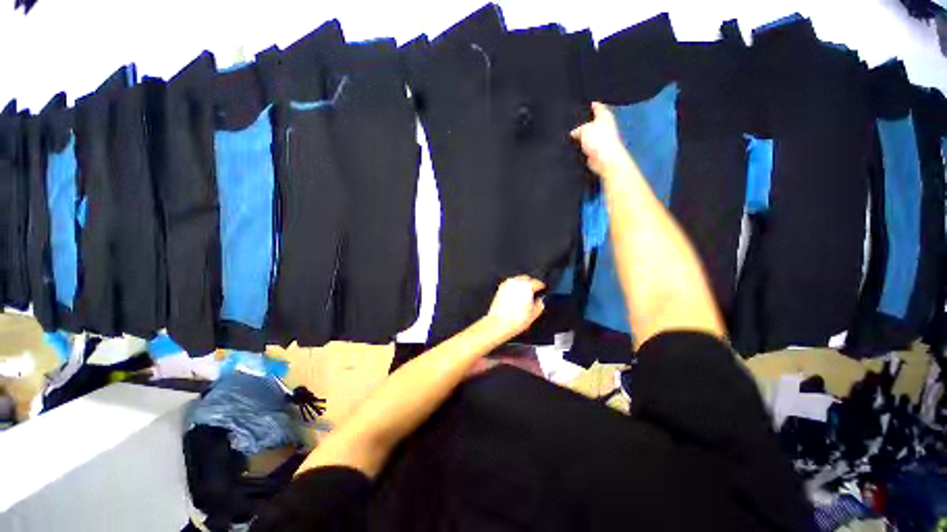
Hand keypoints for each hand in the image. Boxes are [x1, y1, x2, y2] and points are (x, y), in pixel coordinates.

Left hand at [483, 276, 545, 339]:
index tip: (543, 289)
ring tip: (524, 293)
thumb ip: (539, 305)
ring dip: (522, 284)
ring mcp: (507, 285)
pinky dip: (513, 287)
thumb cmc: (516, 320)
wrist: (498, 324)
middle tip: (534, 291)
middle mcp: (516, 283)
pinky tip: (515, 295)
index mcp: (527, 287)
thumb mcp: (533, 315)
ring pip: (517, 280)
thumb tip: (540, 301)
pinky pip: (509, 284)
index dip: (541, 286)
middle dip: (531, 283)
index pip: (537, 282)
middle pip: (526, 278)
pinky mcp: (500, 289)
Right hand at [570, 102, 633, 179]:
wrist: (605, 159)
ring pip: (589, 135)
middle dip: (585, 122)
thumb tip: (573, 133)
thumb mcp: (584, 129)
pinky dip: (582, 146)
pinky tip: (574, 147)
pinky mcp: (597, 151)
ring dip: (582, 136)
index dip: (594, 105)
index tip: (590, 103)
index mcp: (604, 116)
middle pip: (594, 121)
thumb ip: (578, 129)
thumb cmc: (598, 140)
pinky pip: (587, 146)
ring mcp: (601, 139)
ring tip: (571, 135)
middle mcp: (604, 126)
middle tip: (574, 121)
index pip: (599, 107)